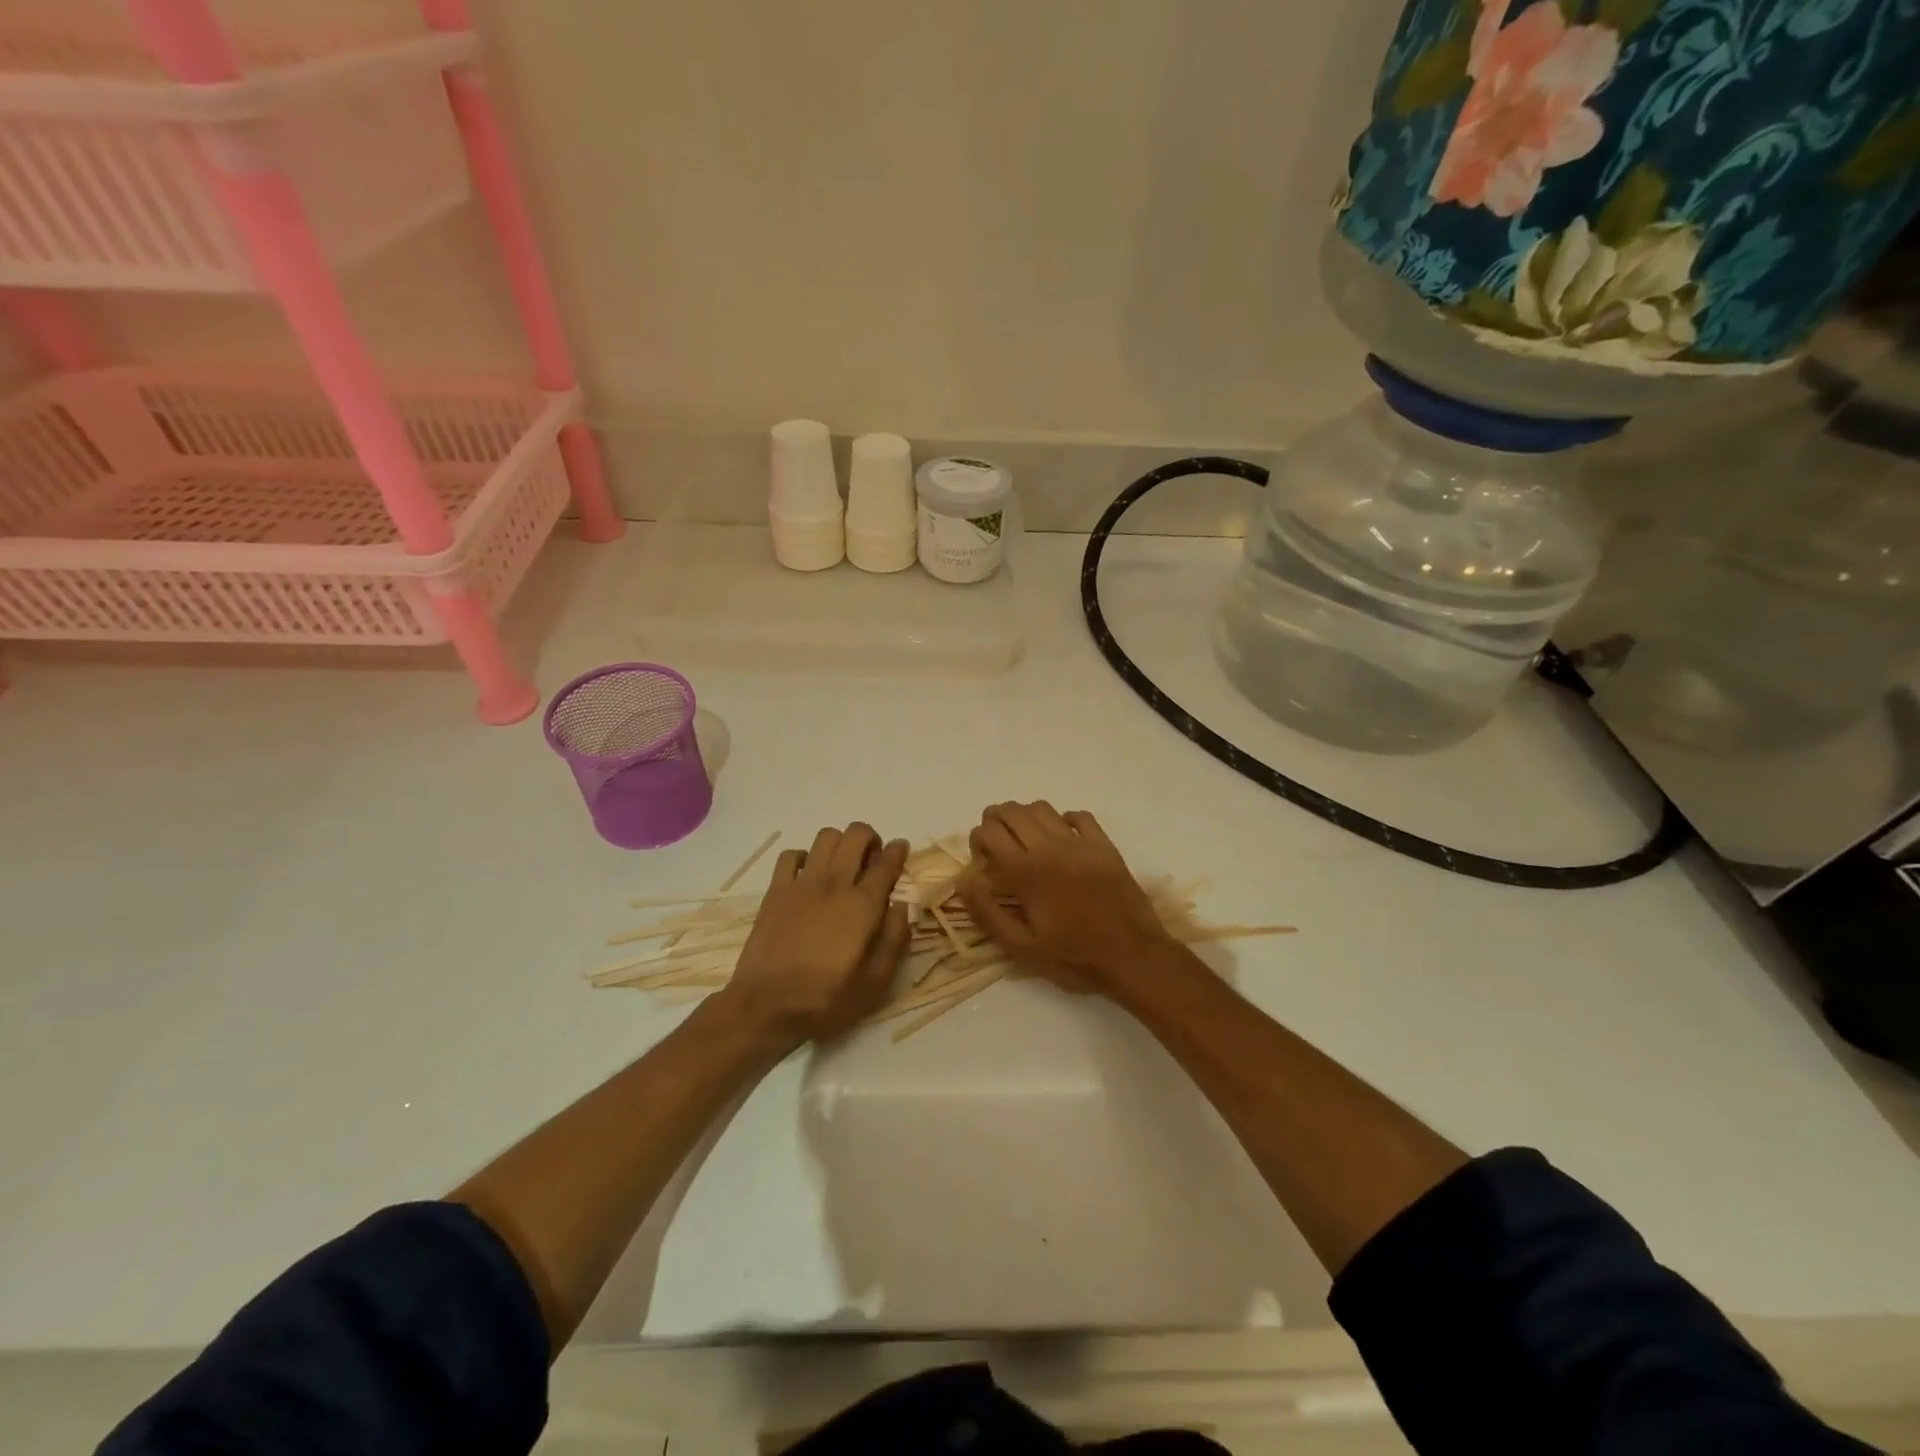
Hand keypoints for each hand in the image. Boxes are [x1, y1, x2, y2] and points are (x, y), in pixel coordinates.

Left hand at [716, 824, 910, 1048]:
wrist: (765, 1006)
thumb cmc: (826, 999)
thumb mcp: (875, 983)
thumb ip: (894, 940)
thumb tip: (901, 906)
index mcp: (863, 906)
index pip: (886, 862)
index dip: (898, 850)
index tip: (901, 848)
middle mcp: (834, 883)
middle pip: (855, 835)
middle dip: (870, 838)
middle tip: (872, 858)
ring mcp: (802, 884)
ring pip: (825, 837)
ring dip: (840, 843)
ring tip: (842, 863)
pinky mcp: (775, 890)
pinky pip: (790, 855)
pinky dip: (804, 857)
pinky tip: (808, 875)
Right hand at [957, 802, 1179, 996]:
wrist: (1133, 956)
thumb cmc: (1074, 957)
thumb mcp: (1022, 949)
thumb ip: (987, 913)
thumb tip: (964, 881)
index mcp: (1025, 872)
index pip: (989, 832)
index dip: (977, 840)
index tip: (982, 861)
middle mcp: (1049, 848)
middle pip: (1012, 811)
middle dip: (996, 820)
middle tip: (997, 843)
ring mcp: (1079, 843)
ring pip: (1042, 808)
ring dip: (1025, 816)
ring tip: (1024, 837)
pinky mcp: (1104, 846)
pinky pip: (1080, 816)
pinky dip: (1064, 819)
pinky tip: (1062, 837)